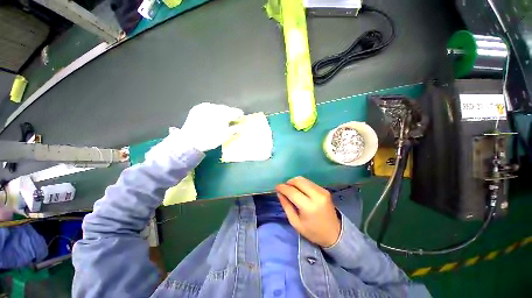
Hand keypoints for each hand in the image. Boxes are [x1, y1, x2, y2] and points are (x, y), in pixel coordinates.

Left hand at [181, 103, 243, 151]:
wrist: (189, 142)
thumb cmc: (209, 140)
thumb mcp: (225, 136)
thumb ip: (234, 130)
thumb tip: (240, 127)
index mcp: (223, 115)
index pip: (235, 112)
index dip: (239, 115)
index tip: (240, 118)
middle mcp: (215, 108)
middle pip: (226, 108)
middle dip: (229, 113)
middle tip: (231, 119)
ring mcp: (205, 107)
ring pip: (217, 107)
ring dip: (221, 112)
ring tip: (221, 119)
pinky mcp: (197, 108)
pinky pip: (209, 107)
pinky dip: (212, 111)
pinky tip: (212, 117)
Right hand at [275, 177, 340, 247]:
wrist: (335, 234)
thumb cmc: (312, 231)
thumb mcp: (295, 222)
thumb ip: (286, 206)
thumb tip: (279, 192)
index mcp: (309, 207)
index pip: (292, 191)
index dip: (282, 187)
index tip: (276, 187)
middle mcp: (317, 196)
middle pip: (298, 181)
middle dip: (288, 182)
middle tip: (284, 188)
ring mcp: (322, 191)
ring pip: (304, 179)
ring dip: (295, 182)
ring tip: (291, 189)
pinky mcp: (325, 190)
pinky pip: (309, 182)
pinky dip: (302, 184)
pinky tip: (300, 191)